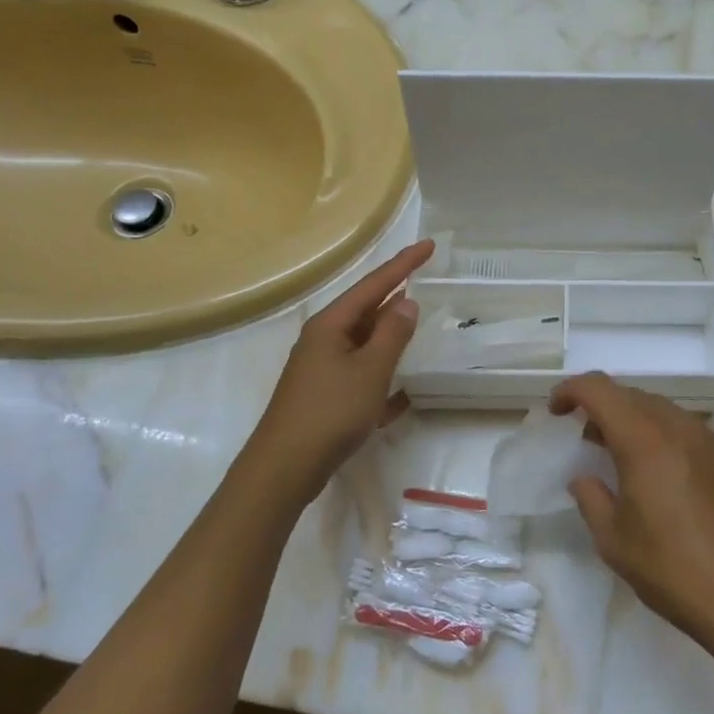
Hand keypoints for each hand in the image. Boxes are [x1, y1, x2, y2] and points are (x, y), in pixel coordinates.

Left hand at [240, 240, 434, 503]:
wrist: (284, 468)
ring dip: (390, 337)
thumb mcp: (371, 369)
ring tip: (417, 327)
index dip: (404, 264)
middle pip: (366, 310)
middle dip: (395, 297)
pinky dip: (381, 377)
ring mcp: (321, 369)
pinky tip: (402, 395)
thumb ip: (392, 334)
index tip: (429, 245)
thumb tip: (406, 302)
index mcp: (331, 325)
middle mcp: (323, 340)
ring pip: (363, 343)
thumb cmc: (330, 412)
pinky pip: (360, 375)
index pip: (374, 284)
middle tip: (425, 279)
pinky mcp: (324, 396)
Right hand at [551, 373, 713, 651]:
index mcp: (644, 440)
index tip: (556, 411)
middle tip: (586, 440)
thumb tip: (584, 479)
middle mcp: (679, 427)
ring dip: (634, 422)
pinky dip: (662, 437)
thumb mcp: (615, 542)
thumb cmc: (675, 570)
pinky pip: (686, 430)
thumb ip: (591, 499)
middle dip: (602, 407)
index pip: (600, 389)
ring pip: (661, 410)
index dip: (572, 390)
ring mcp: (711, 440)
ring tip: (622, 458)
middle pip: (632, 395)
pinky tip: (661, 476)